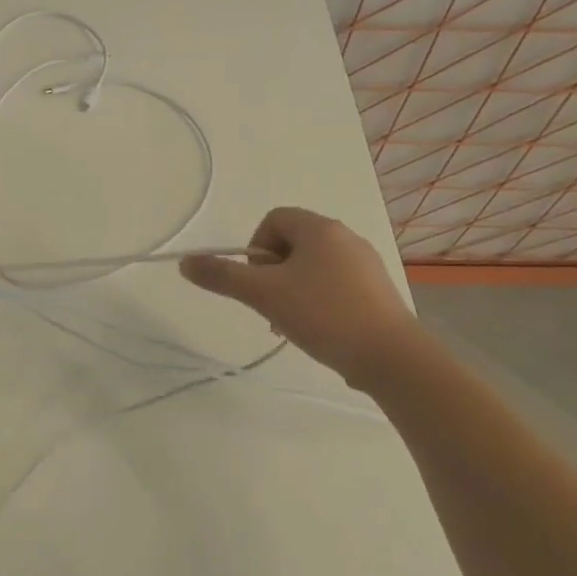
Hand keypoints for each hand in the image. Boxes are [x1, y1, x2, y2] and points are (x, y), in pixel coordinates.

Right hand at [180, 207, 419, 391]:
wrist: (390, 356)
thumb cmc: (323, 315)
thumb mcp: (263, 294)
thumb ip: (222, 276)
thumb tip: (186, 262)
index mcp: (320, 228)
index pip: (274, 219)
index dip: (255, 248)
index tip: (256, 282)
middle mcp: (346, 237)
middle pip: (292, 243)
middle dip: (271, 273)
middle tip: (269, 306)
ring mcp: (365, 264)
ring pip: (312, 267)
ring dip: (291, 290)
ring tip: (290, 324)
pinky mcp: (377, 291)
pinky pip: (335, 285)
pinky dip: (317, 301)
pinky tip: (318, 331)